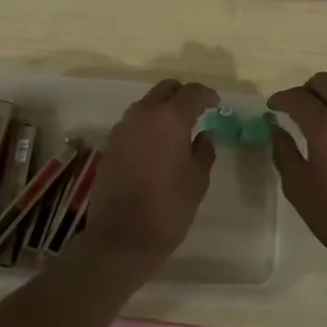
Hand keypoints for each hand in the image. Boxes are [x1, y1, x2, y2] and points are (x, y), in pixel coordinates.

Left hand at [82, 79, 218, 273]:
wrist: (121, 236)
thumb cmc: (168, 207)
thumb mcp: (197, 180)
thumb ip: (203, 151)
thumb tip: (203, 136)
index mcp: (170, 118)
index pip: (192, 92)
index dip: (207, 95)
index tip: (216, 105)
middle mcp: (143, 114)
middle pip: (165, 89)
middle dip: (182, 95)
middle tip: (196, 112)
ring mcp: (123, 127)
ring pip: (146, 104)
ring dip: (162, 109)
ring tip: (176, 131)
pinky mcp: (110, 143)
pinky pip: (133, 123)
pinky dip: (147, 125)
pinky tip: (156, 146)